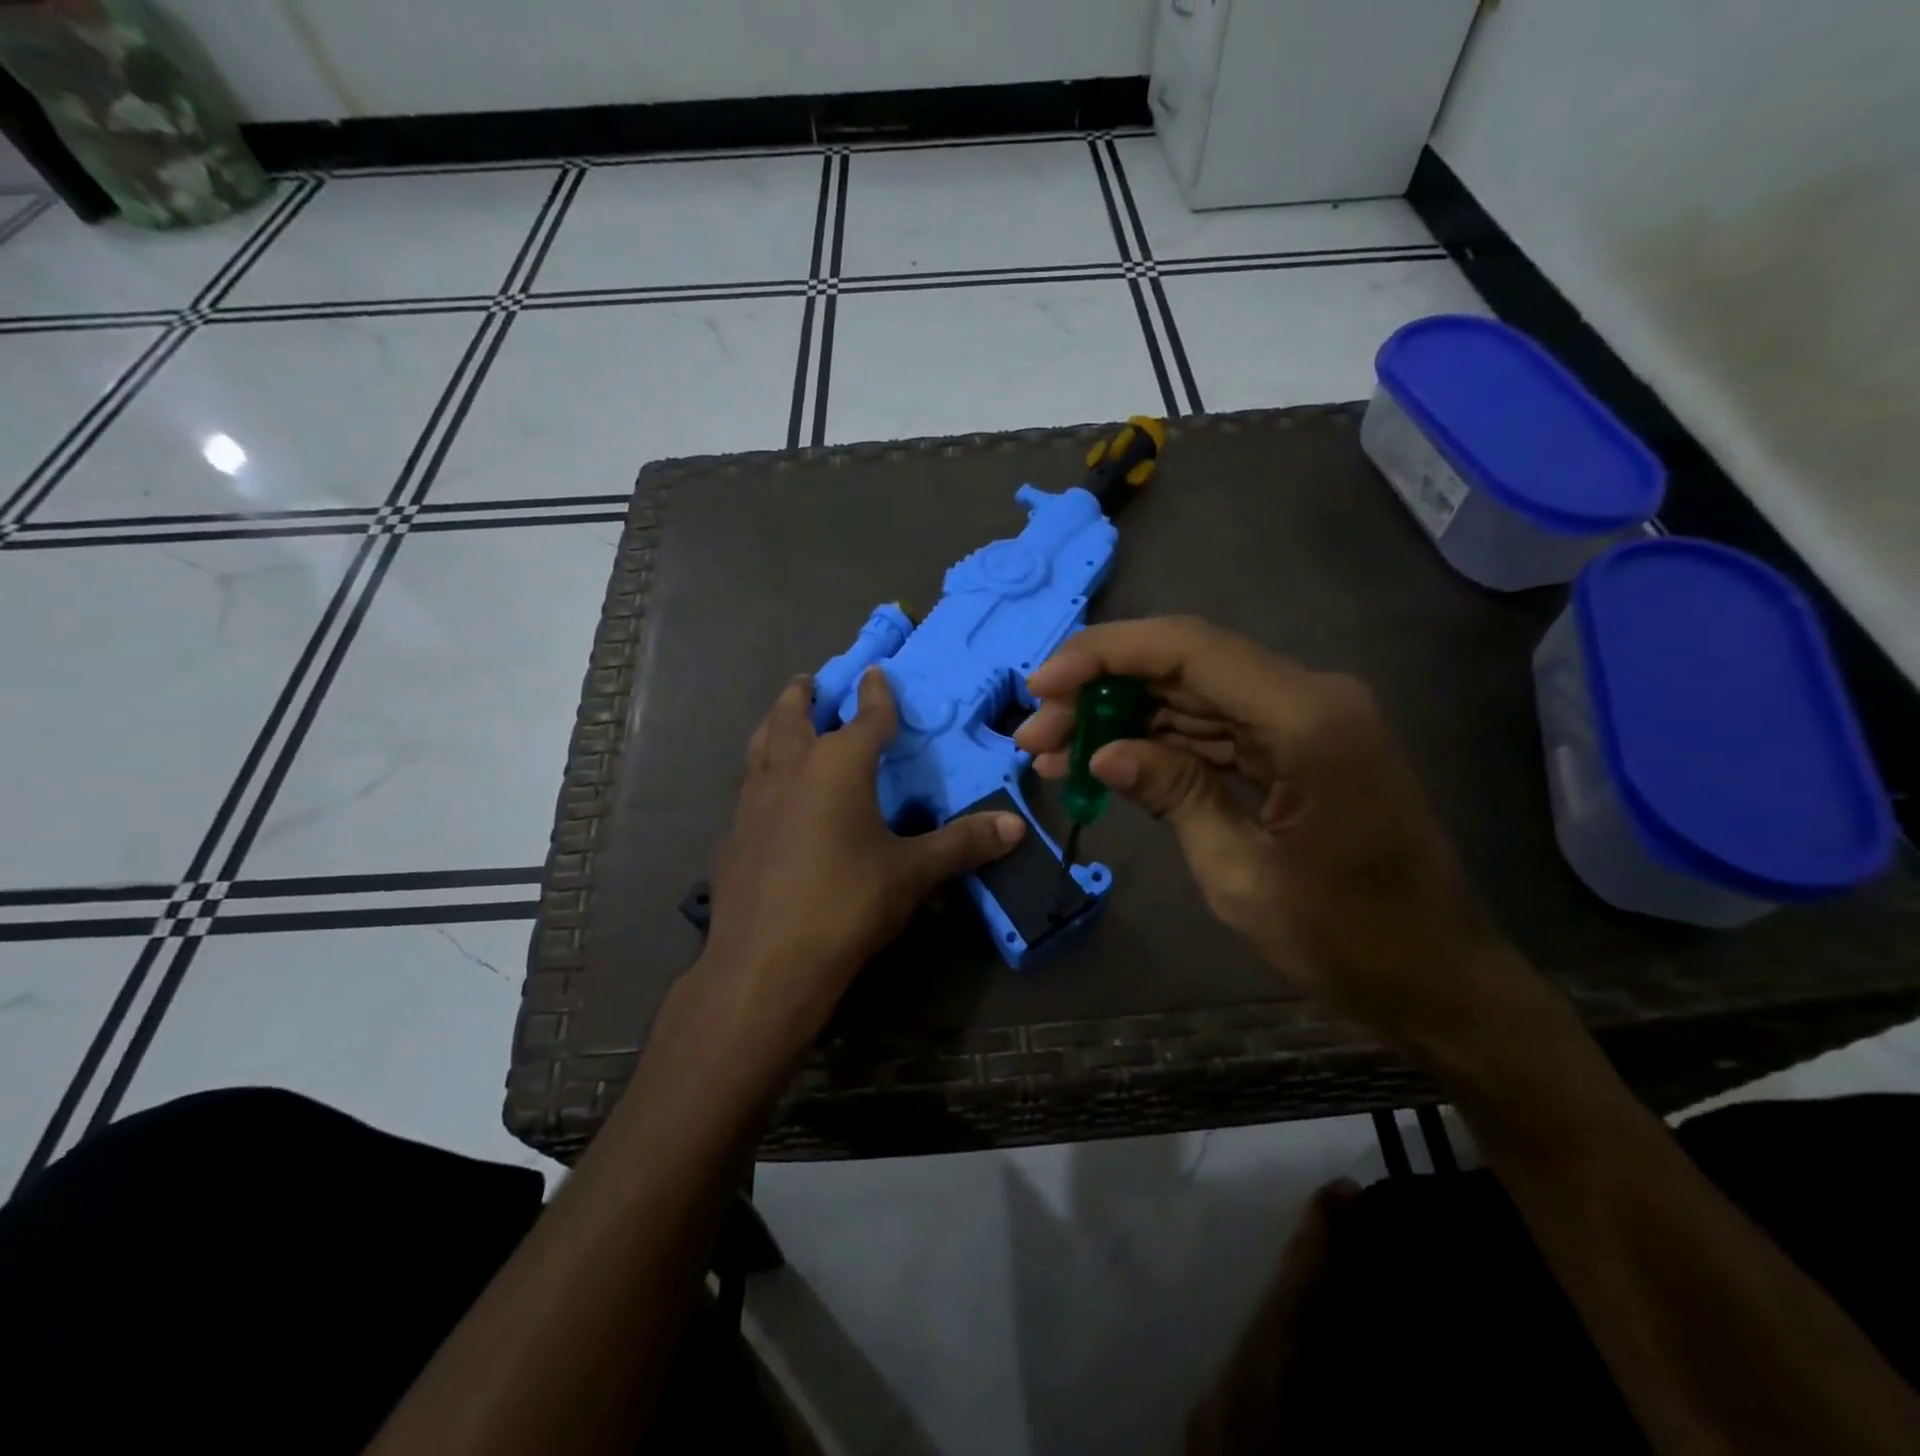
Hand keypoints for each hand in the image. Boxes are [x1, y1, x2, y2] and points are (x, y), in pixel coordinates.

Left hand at [692, 667, 1025, 1066]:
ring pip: (761, 745)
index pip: (865, 718)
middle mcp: (791, 770)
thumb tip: (1016, 826)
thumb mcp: (912, 873)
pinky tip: (769, 795)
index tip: (876, 672)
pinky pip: (749, 786)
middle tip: (810, 682)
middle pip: (793, 717)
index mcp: (838, 766)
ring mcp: (754, 801)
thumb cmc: (847, 903)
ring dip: (774, 725)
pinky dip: (760, 772)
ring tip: (783, 721)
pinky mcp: (733, 835)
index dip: (876, 695)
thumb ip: (962, 844)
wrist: (766, 963)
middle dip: (804, 695)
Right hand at [1015, 616, 1510, 1053]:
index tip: (1040, 686)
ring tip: (1052, 752)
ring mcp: (1304, 721)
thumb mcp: (1240, 874)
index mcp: (1306, 718)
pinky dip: (1158, 744)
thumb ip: (1173, 795)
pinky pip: (1215, 729)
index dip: (1104, 656)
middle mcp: (1308, 698)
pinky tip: (1105, 763)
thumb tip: (1103, 753)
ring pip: (1191, 696)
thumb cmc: (1347, 939)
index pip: (1187, 650)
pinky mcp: (1296, 747)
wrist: (1437, 980)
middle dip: (1100, 692)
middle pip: (1184, 666)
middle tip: (1034, 735)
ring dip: (1121, 718)